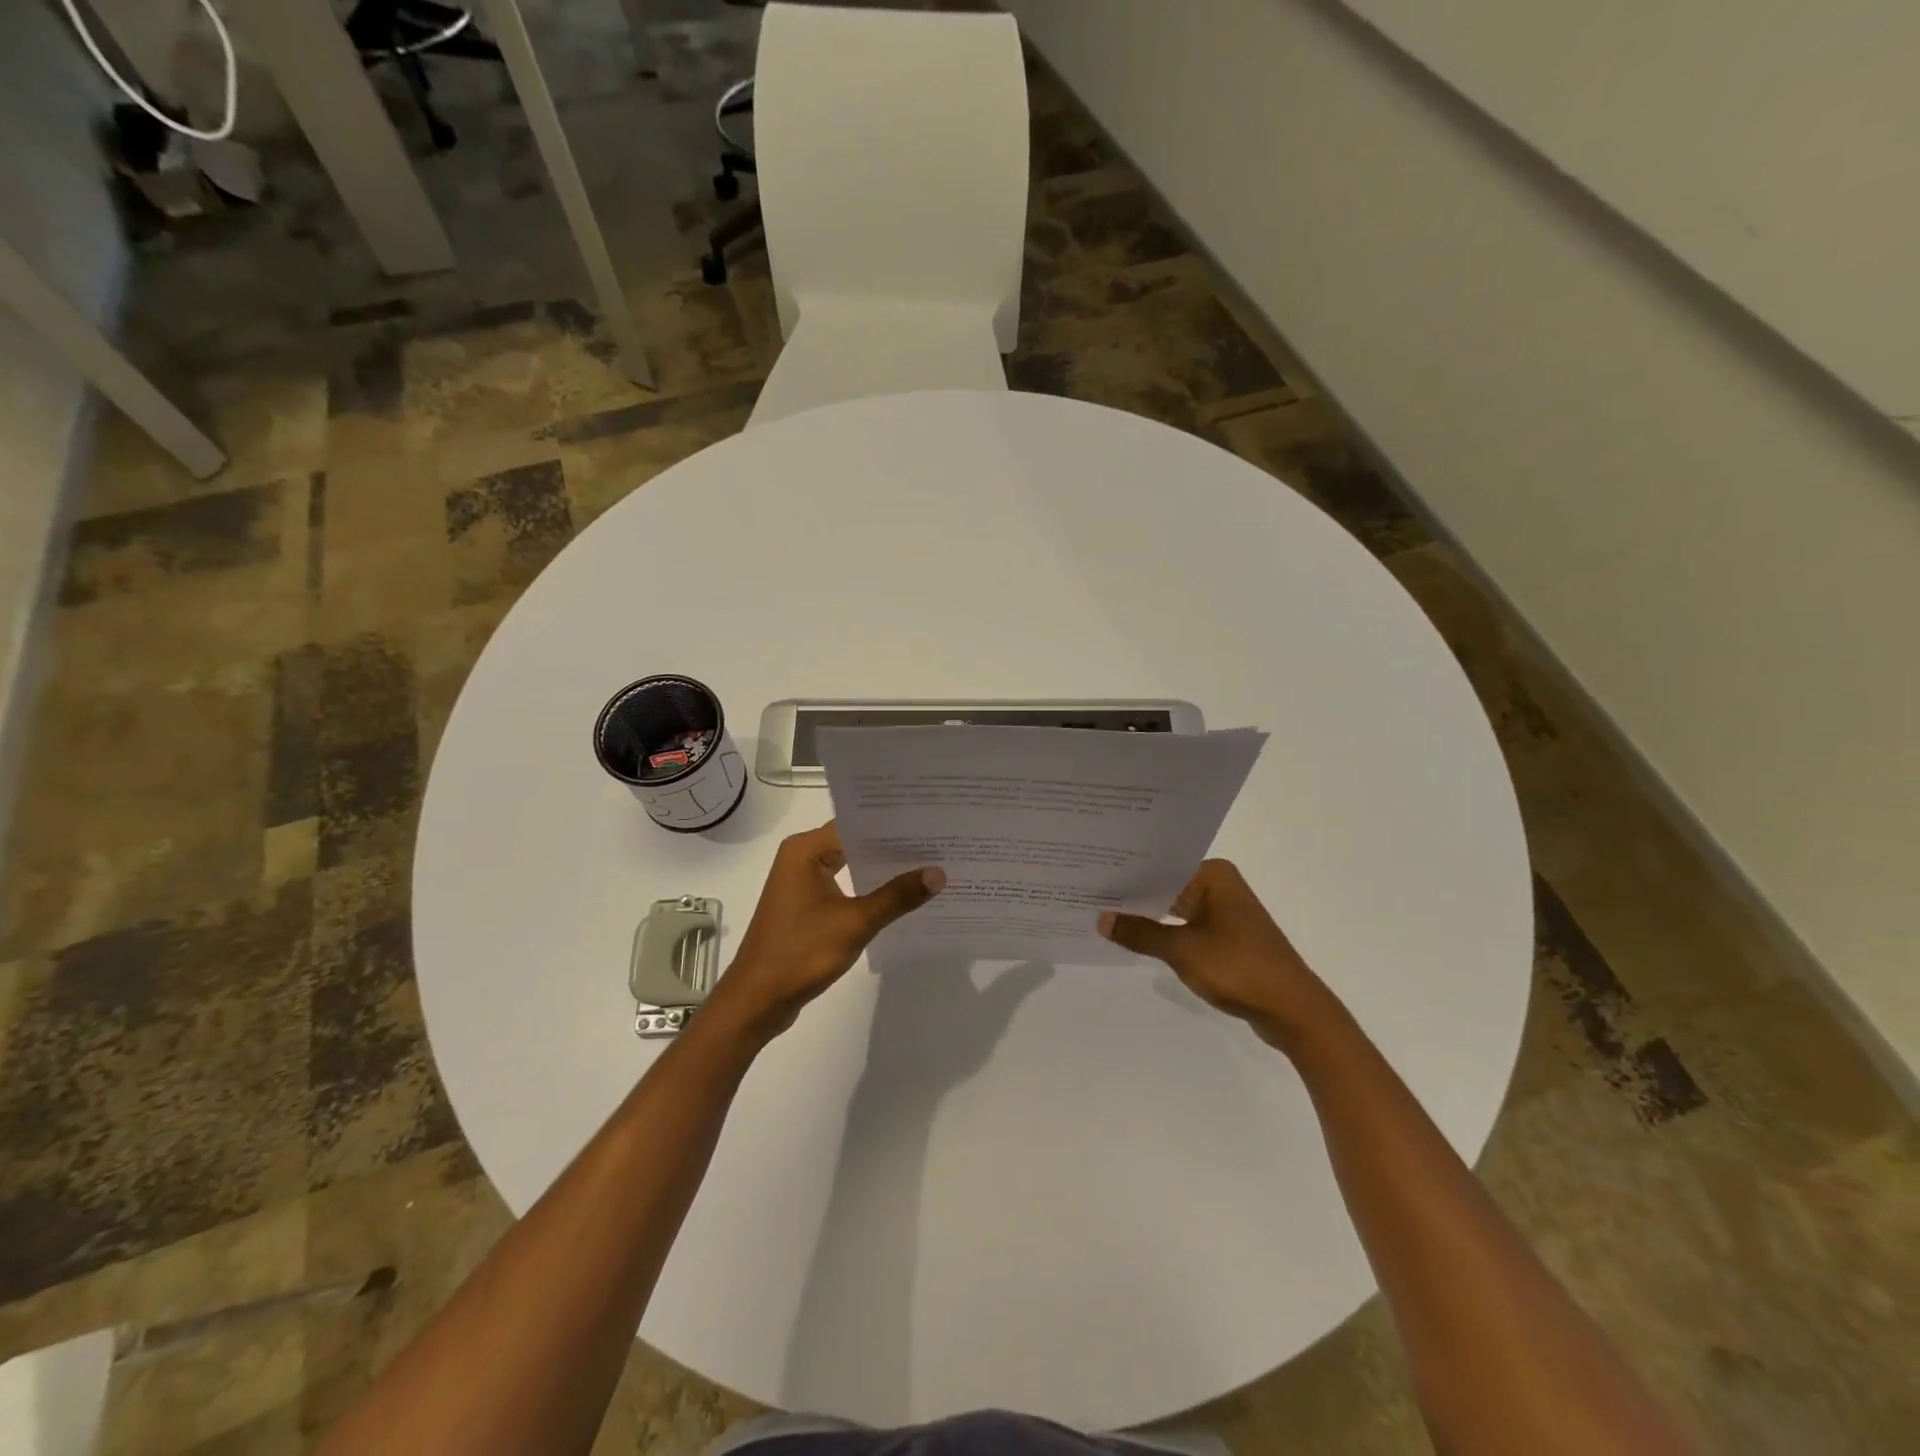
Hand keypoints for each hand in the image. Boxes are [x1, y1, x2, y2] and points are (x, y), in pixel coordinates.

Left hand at [703, 822, 944, 1043]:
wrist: (757, 1000)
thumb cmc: (802, 952)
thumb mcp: (856, 922)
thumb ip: (897, 896)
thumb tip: (938, 873)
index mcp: (806, 849)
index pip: (856, 823)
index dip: (893, 824)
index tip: (930, 823)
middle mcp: (801, 857)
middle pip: (854, 841)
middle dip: (892, 846)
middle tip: (937, 843)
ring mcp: (801, 882)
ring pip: (849, 864)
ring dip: (881, 869)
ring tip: (927, 865)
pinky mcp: (805, 904)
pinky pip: (843, 885)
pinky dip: (867, 888)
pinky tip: (899, 896)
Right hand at [1097, 859, 1342, 1051]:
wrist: (1293, 1011)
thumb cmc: (1239, 968)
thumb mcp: (1182, 950)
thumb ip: (1140, 933)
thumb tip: (1101, 919)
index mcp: (1214, 875)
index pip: (1160, 865)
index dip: (1126, 872)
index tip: (1091, 873)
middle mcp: (1220, 886)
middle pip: (1167, 885)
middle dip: (1133, 894)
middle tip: (1088, 892)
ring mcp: (1224, 912)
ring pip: (1175, 907)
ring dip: (1147, 916)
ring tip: (1103, 914)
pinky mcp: (1226, 937)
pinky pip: (1185, 926)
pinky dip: (1163, 932)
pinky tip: (1134, 938)